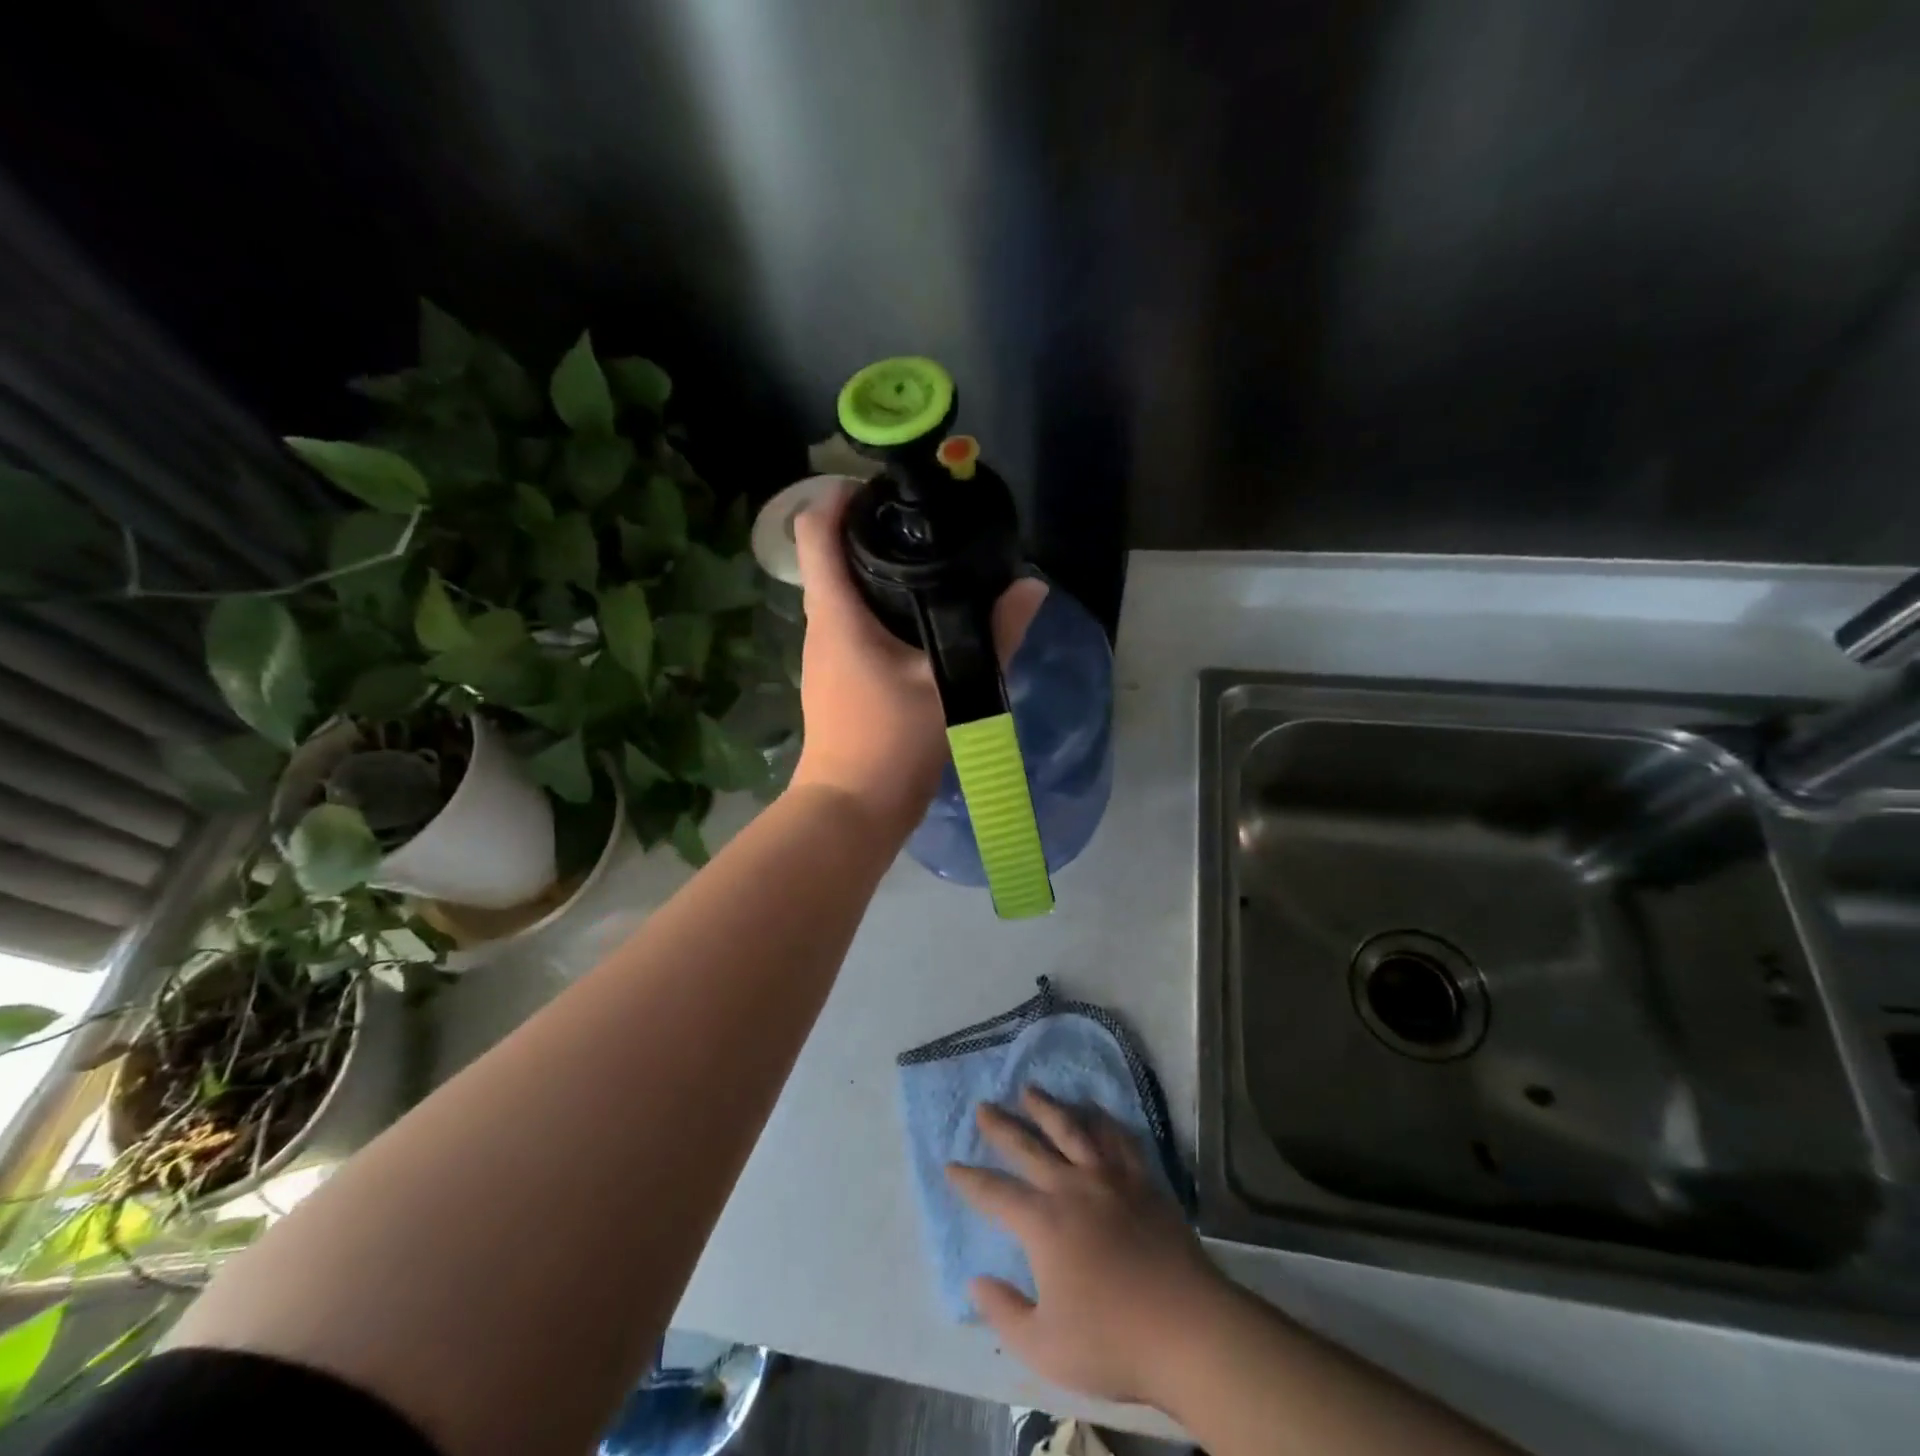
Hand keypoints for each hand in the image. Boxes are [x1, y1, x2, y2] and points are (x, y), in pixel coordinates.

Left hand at [790, 482, 1045, 833]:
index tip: (882, 489)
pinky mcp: (834, 678)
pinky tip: (918, 620)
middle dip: (868, 531)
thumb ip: (994, 636)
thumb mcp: (951, 686)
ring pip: (841, 593)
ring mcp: (824, 654)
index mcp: (837, 614)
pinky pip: (850, 624)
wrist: (852, 808)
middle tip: (922, 524)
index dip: (841, 497)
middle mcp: (821, 626)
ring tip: (928, 564)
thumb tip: (1031, 590)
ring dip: (874, 571)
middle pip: (829, 557)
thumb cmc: (890, 743)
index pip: (816, 531)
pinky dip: (876, 607)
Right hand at [945, 1087, 1228, 1406]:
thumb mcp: (1044, 1347)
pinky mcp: (1142, 1181)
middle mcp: (1071, 1187)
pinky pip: (1117, 1139)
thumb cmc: (1112, 1342)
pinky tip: (1094, 1111)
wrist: (1188, 1329)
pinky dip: (1101, 1120)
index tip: (950, 1164)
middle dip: (1002, 1126)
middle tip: (984, 1106)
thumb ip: (1004, 1313)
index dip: (970, 1180)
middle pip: (1028, 1147)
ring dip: (1046, 1107)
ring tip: (1030, 1090)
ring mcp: (1110, 1179)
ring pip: (1071, 1130)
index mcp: (1043, 1223)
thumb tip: (976, 1282)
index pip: (995, 1193)